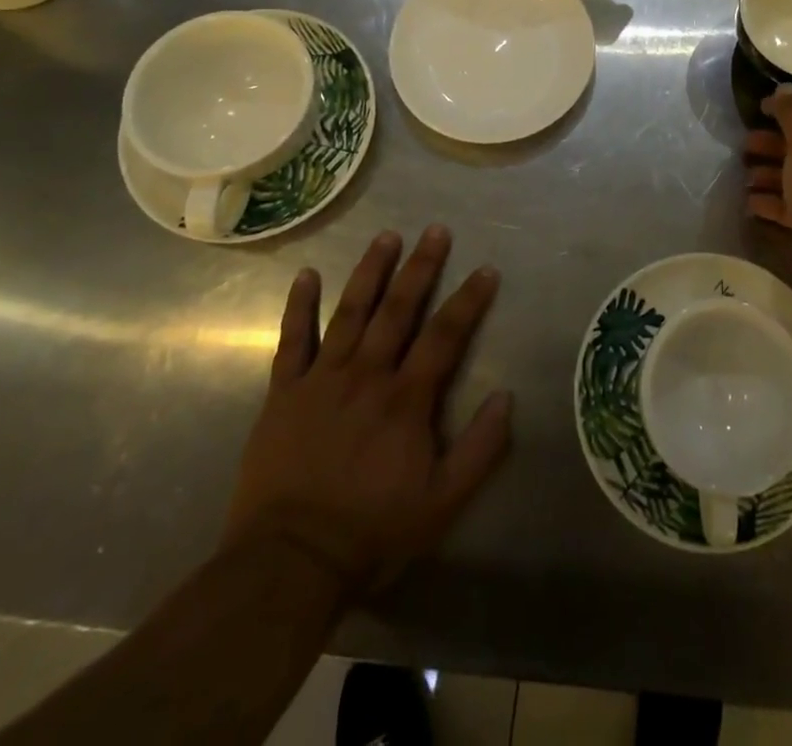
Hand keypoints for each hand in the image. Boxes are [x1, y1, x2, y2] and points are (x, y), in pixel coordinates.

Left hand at [225, 225, 511, 602]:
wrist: (288, 563)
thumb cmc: (372, 532)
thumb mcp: (442, 503)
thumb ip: (480, 449)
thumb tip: (507, 396)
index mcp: (406, 399)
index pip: (445, 336)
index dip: (468, 300)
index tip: (486, 269)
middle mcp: (367, 375)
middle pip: (398, 310)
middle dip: (421, 267)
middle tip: (436, 229)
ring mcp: (322, 379)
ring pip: (350, 312)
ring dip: (370, 271)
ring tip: (387, 236)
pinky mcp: (284, 393)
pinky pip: (291, 341)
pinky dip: (298, 306)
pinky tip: (305, 274)